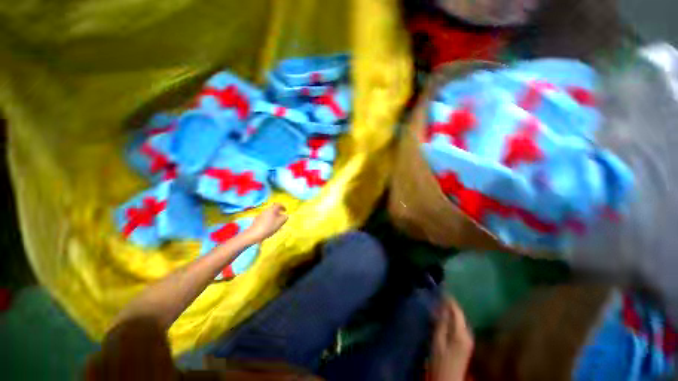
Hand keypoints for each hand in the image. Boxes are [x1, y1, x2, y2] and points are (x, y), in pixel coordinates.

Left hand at [244, 203, 287, 241]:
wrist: (254, 234)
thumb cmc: (269, 227)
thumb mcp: (280, 223)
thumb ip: (284, 218)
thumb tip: (286, 215)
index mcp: (272, 209)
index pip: (278, 205)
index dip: (283, 207)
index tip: (285, 210)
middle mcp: (266, 210)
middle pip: (273, 209)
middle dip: (278, 212)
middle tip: (281, 217)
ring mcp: (261, 214)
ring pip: (269, 213)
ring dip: (273, 216)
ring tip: (276, 223)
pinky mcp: (257, 219)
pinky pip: (265, 217)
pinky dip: (268, 220)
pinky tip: (269, 226)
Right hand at [430, 297, 473, 380]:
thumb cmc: (439, 361)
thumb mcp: (437, 341)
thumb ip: (440, 323)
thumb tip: (441, 306)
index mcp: (461, 333)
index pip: (456, 310)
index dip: (448, 299)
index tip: (440, 289)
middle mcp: (468, 334)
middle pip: (459, 314)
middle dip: (449, 304)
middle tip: (438, 294)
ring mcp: (468, 339)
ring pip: (459, 319)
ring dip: (450, 311)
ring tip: (440, 303)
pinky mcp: (465, 344)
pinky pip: (459, 325)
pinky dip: (452, 319)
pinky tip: (444, 317)